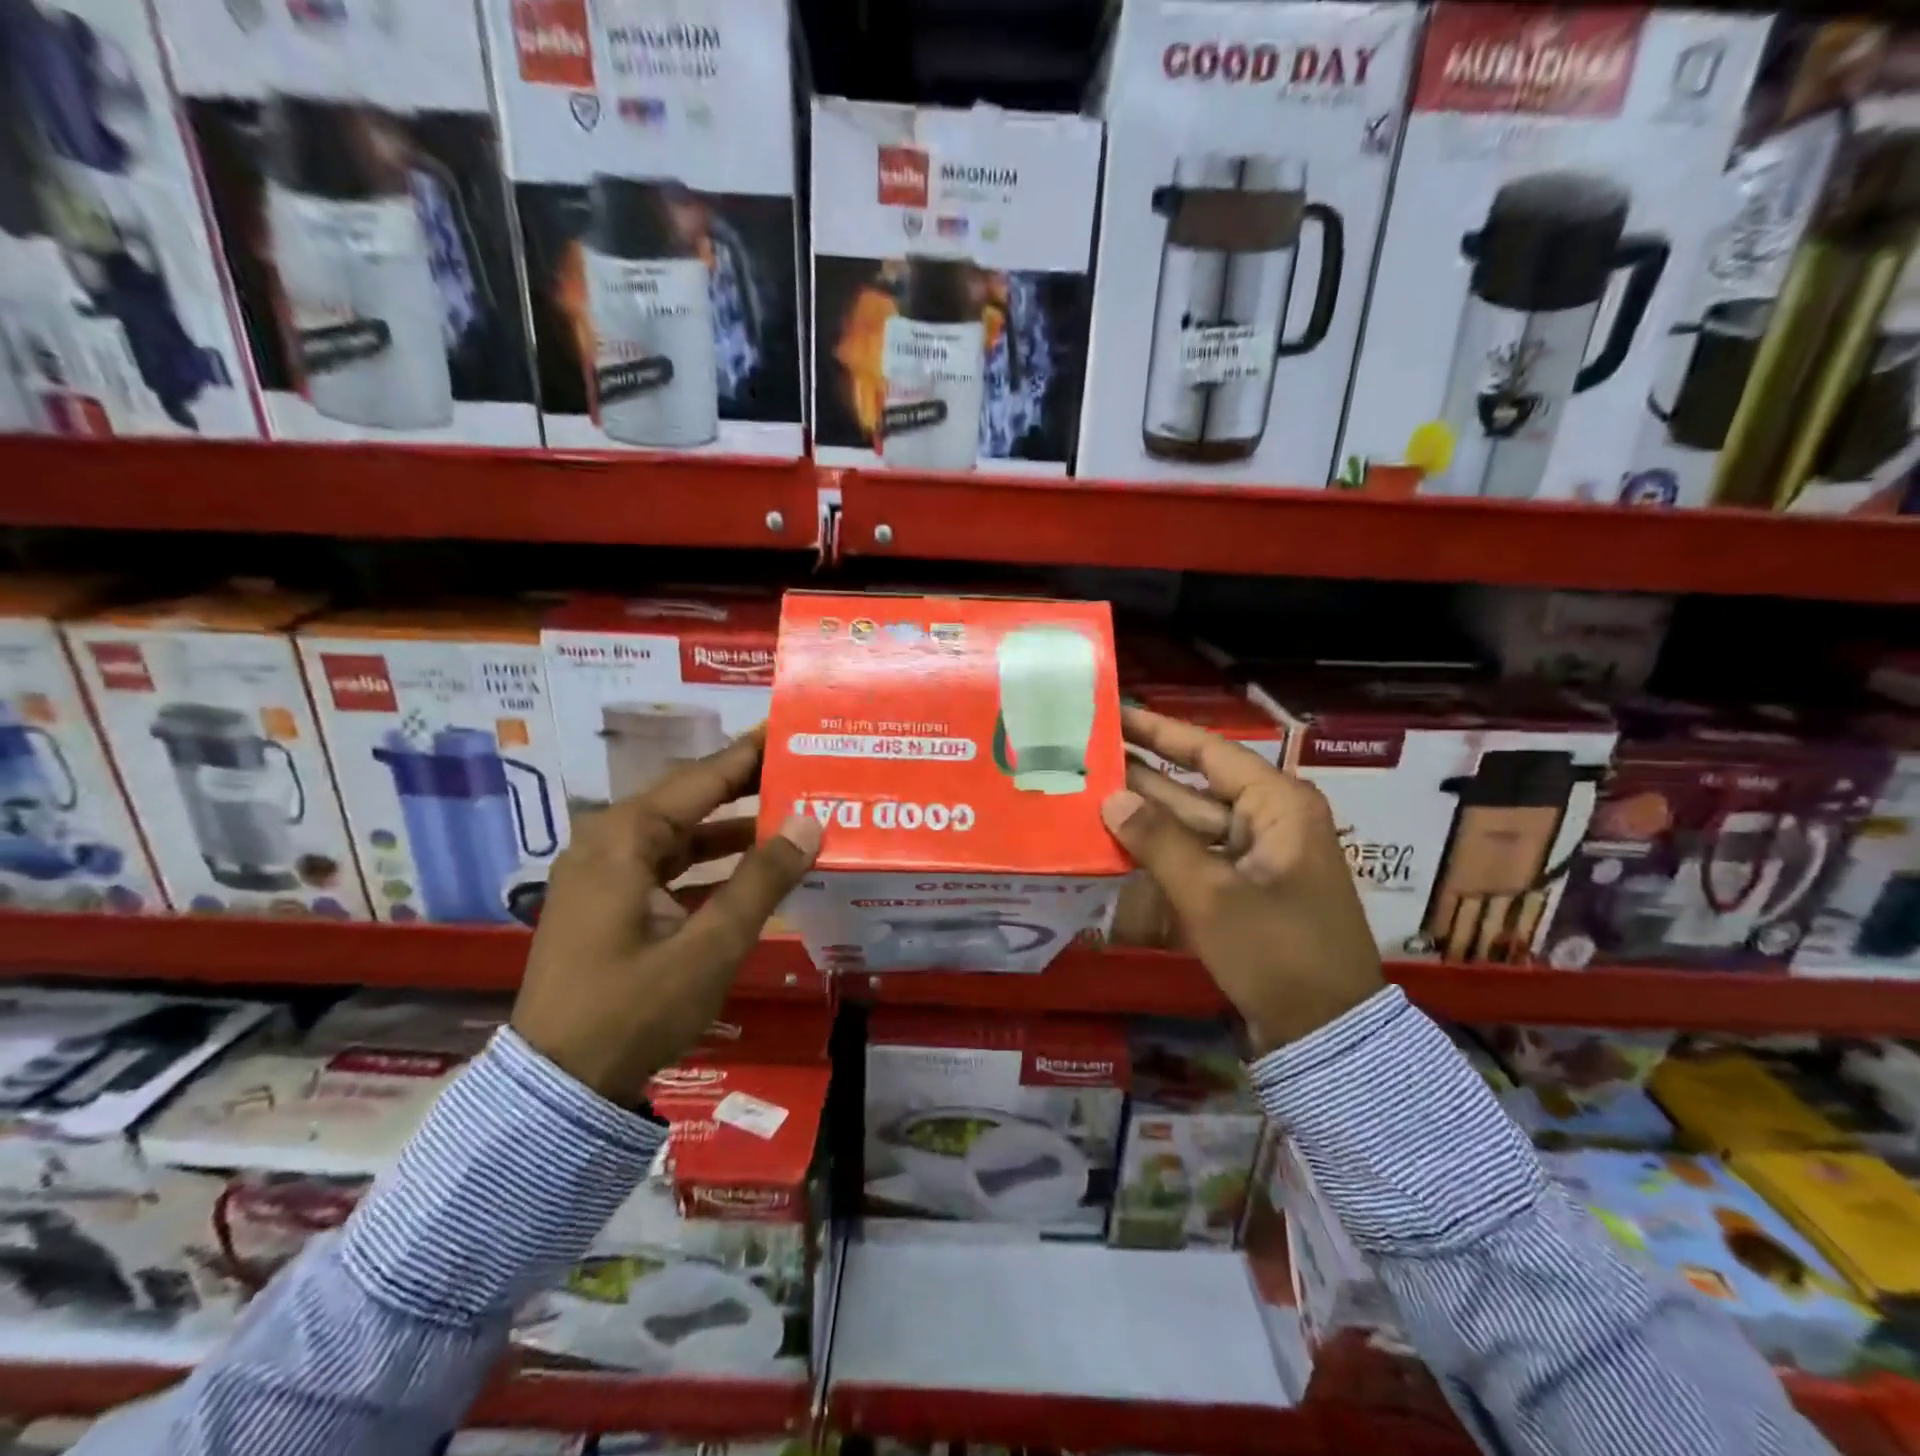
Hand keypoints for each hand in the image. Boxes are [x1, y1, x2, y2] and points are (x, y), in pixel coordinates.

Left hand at [512, 726, 822, 1104]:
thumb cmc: (634, 1010)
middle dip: (743, 786)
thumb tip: (810, 822)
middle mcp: (608, 843)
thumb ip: (763, 880)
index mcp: (624, 839)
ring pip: (677, 834)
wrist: (557, 1087)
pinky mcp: (606, 904)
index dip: (747, 753)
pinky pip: (665, 866)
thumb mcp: (710, 946)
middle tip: (796, 770)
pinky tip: (748, 870)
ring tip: (785, 816)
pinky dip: (707, 864)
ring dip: (729, 828)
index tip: (785, 729)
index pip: (700, 778)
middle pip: (687, 799)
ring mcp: (602, 875)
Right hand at [1102, 706, 1383, 1052]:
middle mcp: (1269, 820)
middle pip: (1194, 786)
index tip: (1114, 712)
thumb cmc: (1278, 953)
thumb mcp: (1213, 896)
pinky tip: (1116, 843)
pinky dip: (1160, 851)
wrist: (1327, 1034)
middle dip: (1141, 775)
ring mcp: (1257, 856)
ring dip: (1145, 815)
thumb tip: (1111, 798)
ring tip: (1087, 793)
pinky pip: (1196, 856)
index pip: (1208, 751)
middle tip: (1085, 756)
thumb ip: (1158, 841)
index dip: (1159, 730)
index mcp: (1278, 805)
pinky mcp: (1245, 888)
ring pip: (1191, 824)